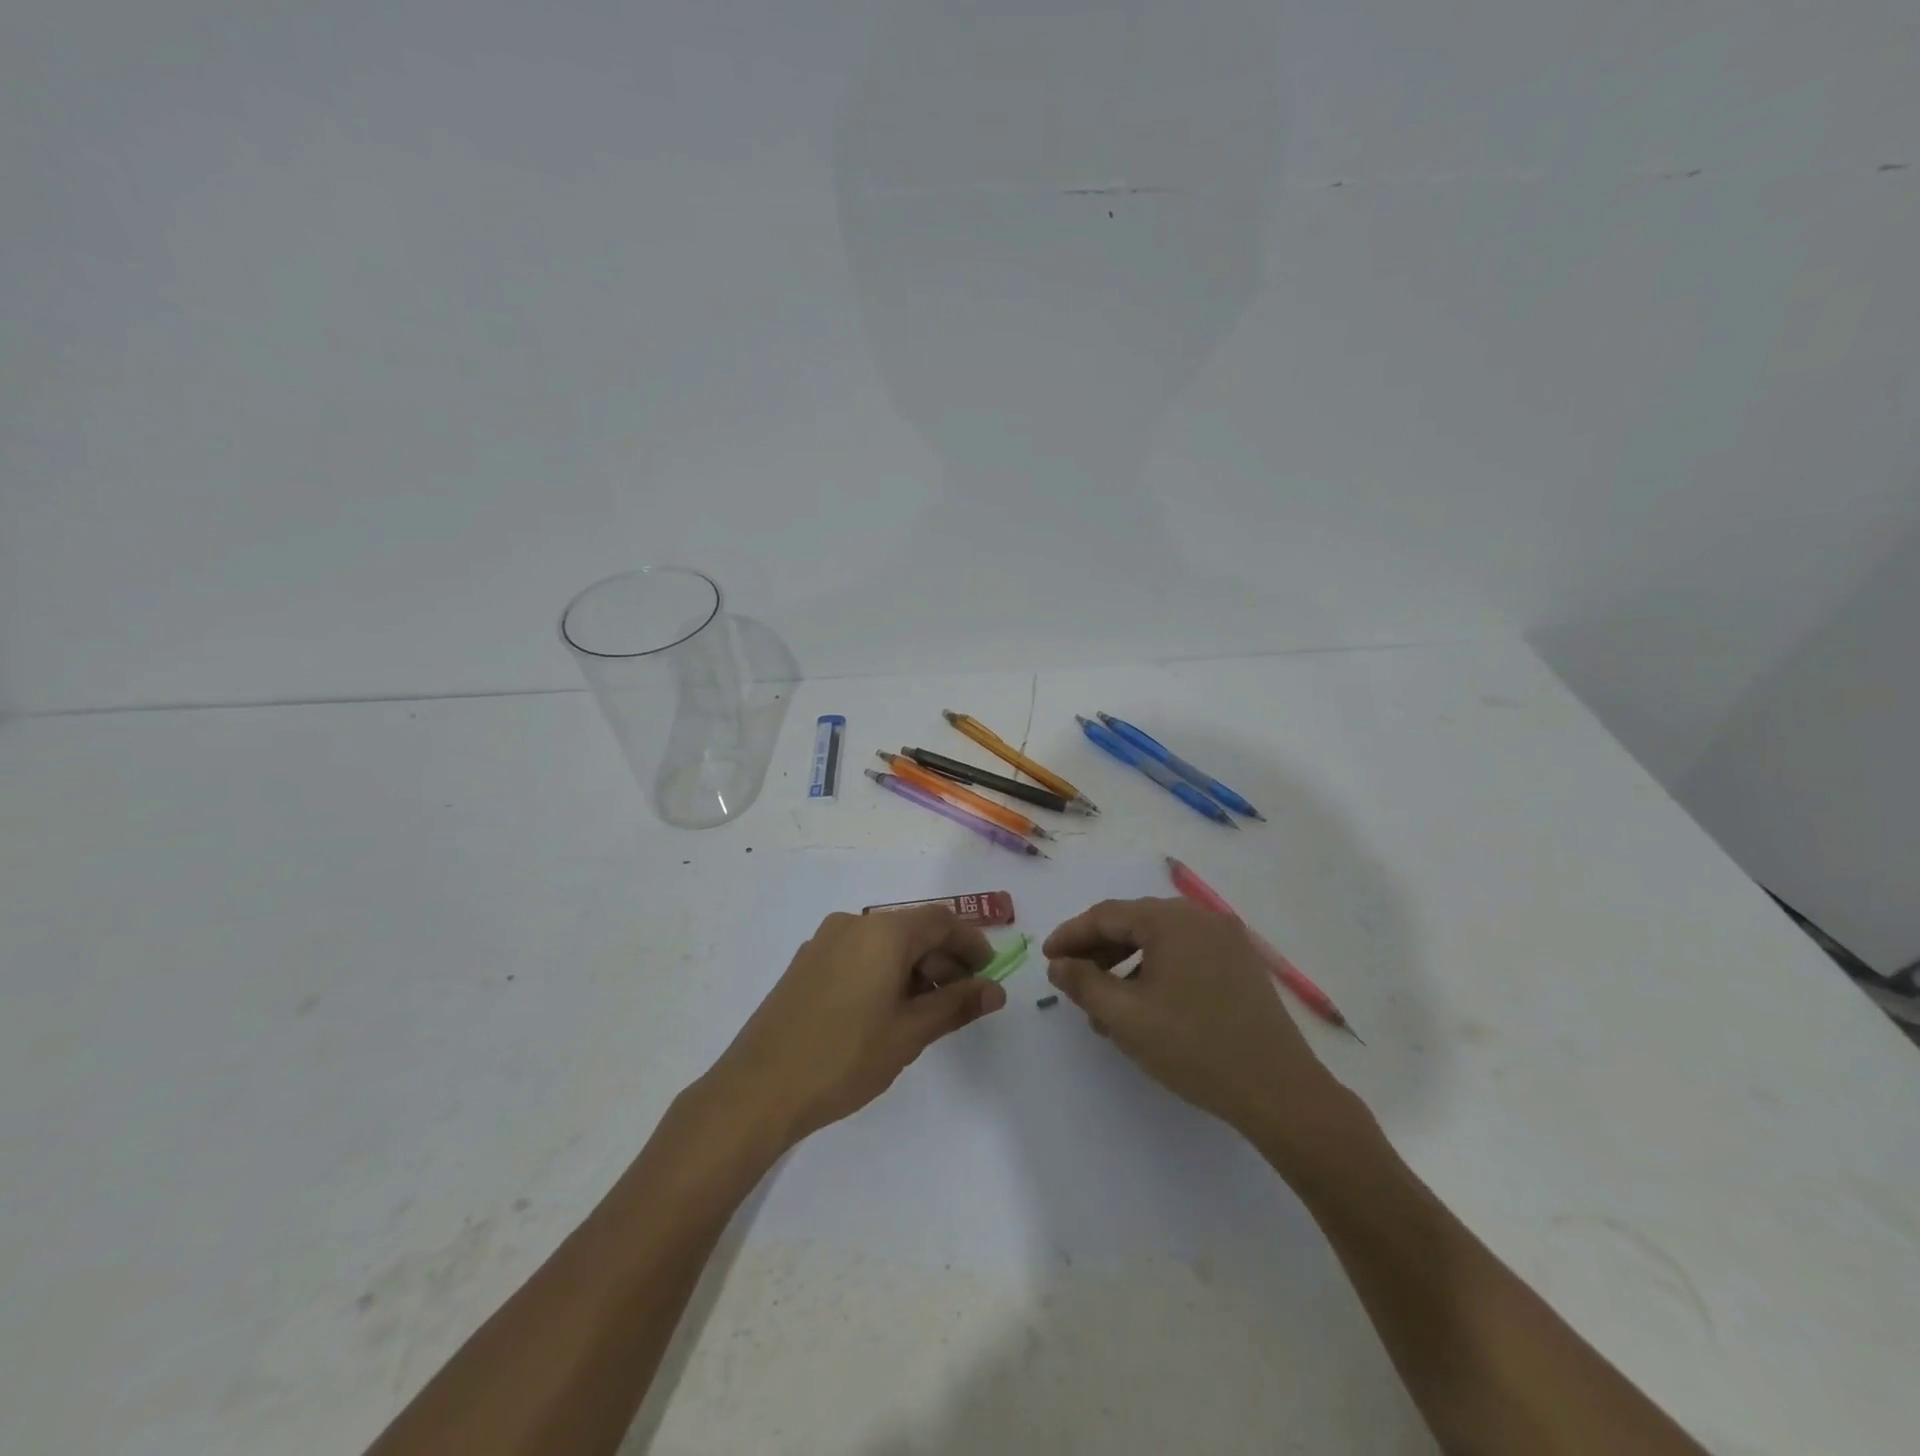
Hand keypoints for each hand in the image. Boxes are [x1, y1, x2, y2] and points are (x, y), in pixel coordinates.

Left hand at [701, 906, 1004, 1150]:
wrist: (757, 1089)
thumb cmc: (843, 1057)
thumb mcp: (909, 1033)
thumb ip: (956, 1005)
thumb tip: (995, 990)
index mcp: (882, 932)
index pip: (941, 921)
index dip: (971, 943)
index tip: (988, 973)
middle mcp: (853, 924)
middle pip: (912, 930)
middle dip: (943, 959)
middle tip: (964, 999)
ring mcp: (824, 942)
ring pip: (884, 944)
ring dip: (914, 968)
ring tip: (928, 1011)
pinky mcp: (806, 964)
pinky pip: (858, 955)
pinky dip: (884, 973)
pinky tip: (888, 1011)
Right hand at [1043, 897, 1349, 1153]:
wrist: (1279, 1090)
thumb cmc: (1193, 1047)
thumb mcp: (1125, 1016)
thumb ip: (1083, 984)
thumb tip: (1059, 965)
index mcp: (1171, 919)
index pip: (1106, 915)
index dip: (1071, 935)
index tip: (1047, 958)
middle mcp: (1200, 917)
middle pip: (1134, 924)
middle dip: (1097, 951)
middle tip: (1070, 979)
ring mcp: (1225, 939)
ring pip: (1159, 942)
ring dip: (1125, 966)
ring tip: (1104, 1005)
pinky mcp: (1240, 964)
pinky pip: (1184, 955)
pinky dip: (1156, 972)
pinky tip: (1144, 1007)